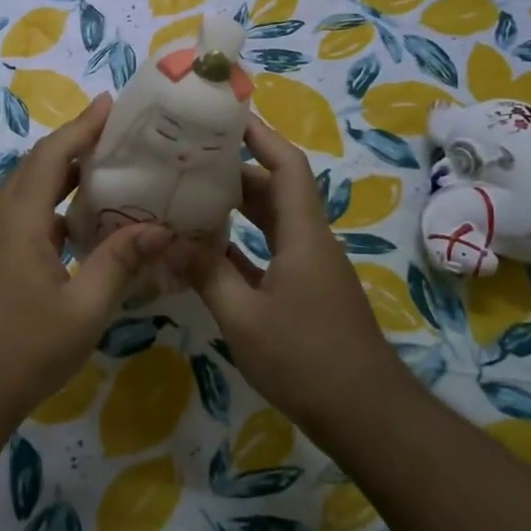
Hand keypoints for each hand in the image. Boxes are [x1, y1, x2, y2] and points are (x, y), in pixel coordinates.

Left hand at [0, 95, 172, 426]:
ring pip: (31, 194)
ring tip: (106, 169)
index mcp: (21, 223)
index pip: (51, 158)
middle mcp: (4, 223)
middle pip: (36, 167)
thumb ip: (120, 262)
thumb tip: (159, 229)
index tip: (109, 105)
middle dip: (73, 144)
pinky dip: (57, 208)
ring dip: (63, 175)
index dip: (80, 128)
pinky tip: (86, 225)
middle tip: (114, 132)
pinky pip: (30, 219)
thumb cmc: (26, 349)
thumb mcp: (84, 308)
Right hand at [186, 114, 398, 434]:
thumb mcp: (244, 317)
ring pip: (271, 222)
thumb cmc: (306, 359)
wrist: (365, 414)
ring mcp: (309, 268)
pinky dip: (241, 244)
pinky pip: (270, 252)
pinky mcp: (304, 292)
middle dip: (235, 169)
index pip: (286, 166)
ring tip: (190, 194)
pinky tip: (206, 248)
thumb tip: (165, 241)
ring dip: (237, 207)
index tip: (225, 116)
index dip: (260, 135)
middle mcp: (310, 241)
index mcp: (303, 234)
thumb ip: (205, 275)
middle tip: (189, 158)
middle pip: (275, 189)